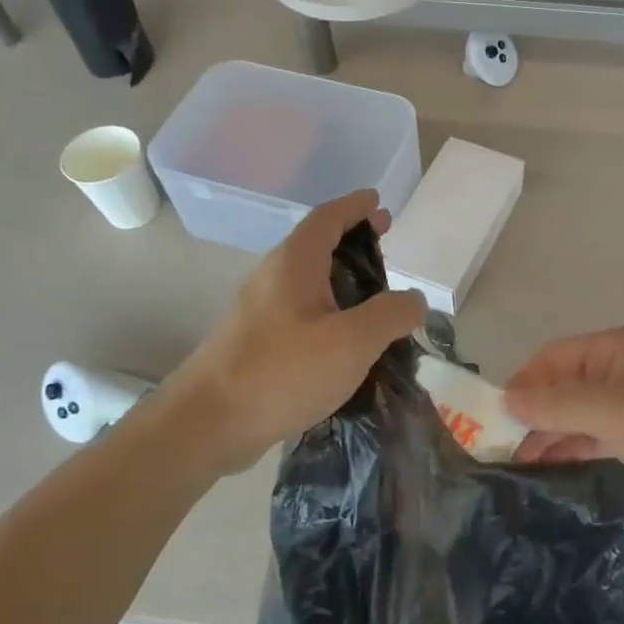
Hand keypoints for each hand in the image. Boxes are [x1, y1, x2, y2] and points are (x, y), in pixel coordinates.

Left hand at [176, 190, 424, 472]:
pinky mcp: (258, 342)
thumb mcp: (353, 341)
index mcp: (295, 263)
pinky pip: (302, 313)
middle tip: (386, 244)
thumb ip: (391, 314)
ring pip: (310, 281)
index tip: (378, 200)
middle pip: (318, 245)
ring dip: (343, 279)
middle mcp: (274, 277)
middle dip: (353, 239)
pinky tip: (348, 340)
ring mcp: (261, 311)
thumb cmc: (283, 371)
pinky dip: (330, 311)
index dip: (355, 206)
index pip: (328, 217)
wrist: (209, 423)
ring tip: (377, 295)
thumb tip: (414, 300)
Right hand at [504, 328, 623, 511]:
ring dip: (548, 431)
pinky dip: (570, 443)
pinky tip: (546, 462)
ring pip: (576, 410)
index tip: (496, 414)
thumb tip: (505, 401)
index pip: (553, 356)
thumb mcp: (605, 412)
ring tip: (515, 459)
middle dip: (532, 410)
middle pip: (562, 384)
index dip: (523, 381)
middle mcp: (617, 367)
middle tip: (500, 443)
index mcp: (612, 348)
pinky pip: (592, 431)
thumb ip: (553, 406)